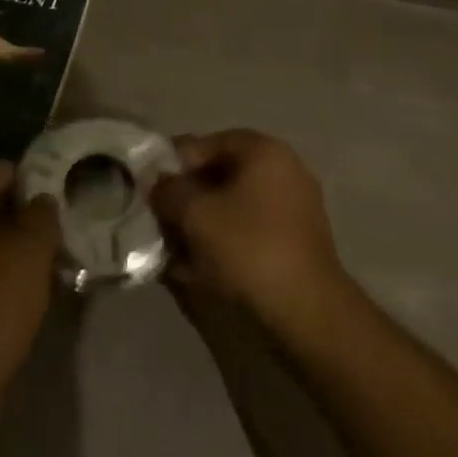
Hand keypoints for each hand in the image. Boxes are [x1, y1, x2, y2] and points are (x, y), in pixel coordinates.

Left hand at [0, 162, 60, 392]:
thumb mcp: (28, 252)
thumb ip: (41, 216)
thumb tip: (44, 200)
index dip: (31, 174)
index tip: (66, 187)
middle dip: (31, 212)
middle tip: (71, 220)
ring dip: (25, 246)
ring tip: (65, 253)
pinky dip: (13, 275)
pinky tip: (45, 288)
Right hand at [151, 130, 348, 334]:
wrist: (306, 313)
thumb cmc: (248, 248)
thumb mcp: (194, 213)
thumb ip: (168, 190)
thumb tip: (157, 184)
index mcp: (264, 152)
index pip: (207, 143)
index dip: (174, 163)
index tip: (151, 188)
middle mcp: (284, 171)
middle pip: (220, 175)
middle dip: (187, 197)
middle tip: (160, 219)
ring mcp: (294, 209)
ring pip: (232, 207)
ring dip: (201, 223)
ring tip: (173, 248)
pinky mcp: (295, 243)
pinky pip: (248, 232)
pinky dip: (222, 243)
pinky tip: (196, 268)